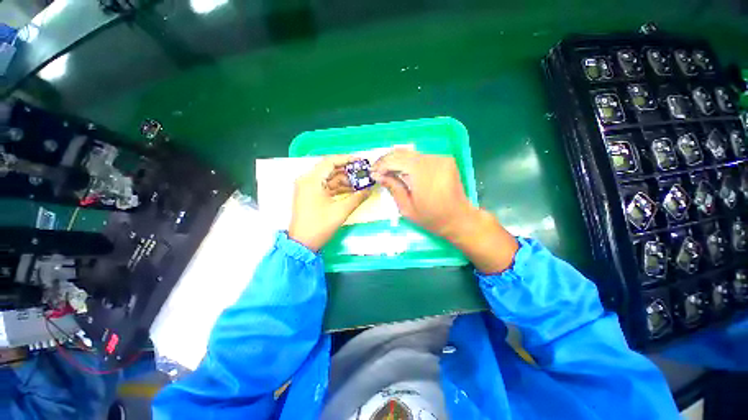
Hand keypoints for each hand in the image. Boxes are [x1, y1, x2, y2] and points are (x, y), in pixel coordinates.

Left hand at [289, 156, 371, 251]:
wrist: (302, 243)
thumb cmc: (320, 226)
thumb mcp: (341, 211)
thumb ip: (357, 198)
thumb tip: (370, 189)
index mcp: (311, 180)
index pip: (330, 162)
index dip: (346, 159)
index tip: (360, 161)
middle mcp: (307, 180)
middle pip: (330, 170)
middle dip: (348, 172)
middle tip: (364, 173)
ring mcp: (308, 188)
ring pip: (329, 179)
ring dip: (345, 181)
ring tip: (361, 183)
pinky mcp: (310, 195)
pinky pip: (327, 187)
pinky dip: (339, 188)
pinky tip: (352, 190)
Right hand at [371, 149, 473, 239]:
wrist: (460, 219)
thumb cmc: (432, 218)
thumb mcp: (407, 208)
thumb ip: (393, 188)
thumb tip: (377, 175)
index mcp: (423, 173)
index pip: (396, 160)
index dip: (382, 165)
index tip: (372, 172)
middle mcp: (433, 160)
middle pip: (403, 153)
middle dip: (387, 160)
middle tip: (377, 170)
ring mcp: (441, 158)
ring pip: (411, 154)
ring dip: (397, 160)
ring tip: (387, 171)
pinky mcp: (445, 159)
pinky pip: (421, 157)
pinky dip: (409, 162)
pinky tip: (403, 171)